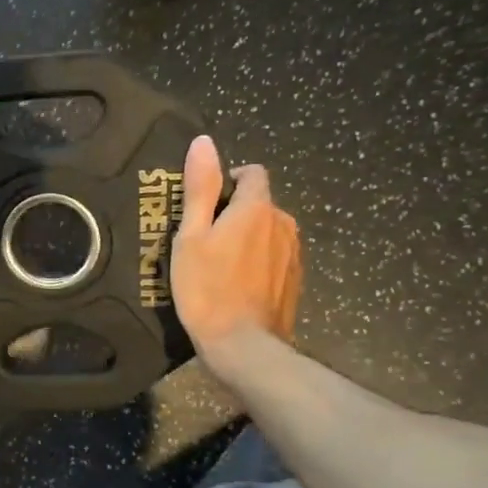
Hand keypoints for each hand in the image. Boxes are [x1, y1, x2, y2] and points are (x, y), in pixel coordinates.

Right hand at [171, 136, 301, 373]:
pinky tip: (238, 284)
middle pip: (261, 203)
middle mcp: (283, 224)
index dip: (229, 181)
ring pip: (270, 230)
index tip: (207, 205)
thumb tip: (204, 142)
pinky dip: (259, 261)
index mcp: (257, 208)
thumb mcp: (191, 236)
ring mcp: (294, 254)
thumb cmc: (207, 289)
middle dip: (237, 212)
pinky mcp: (295, 280)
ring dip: (249, 237)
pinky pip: (276, 256)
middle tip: (205, 240)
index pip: (253, 173)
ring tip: (221, 264)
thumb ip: (200, 188)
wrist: (243, 345)